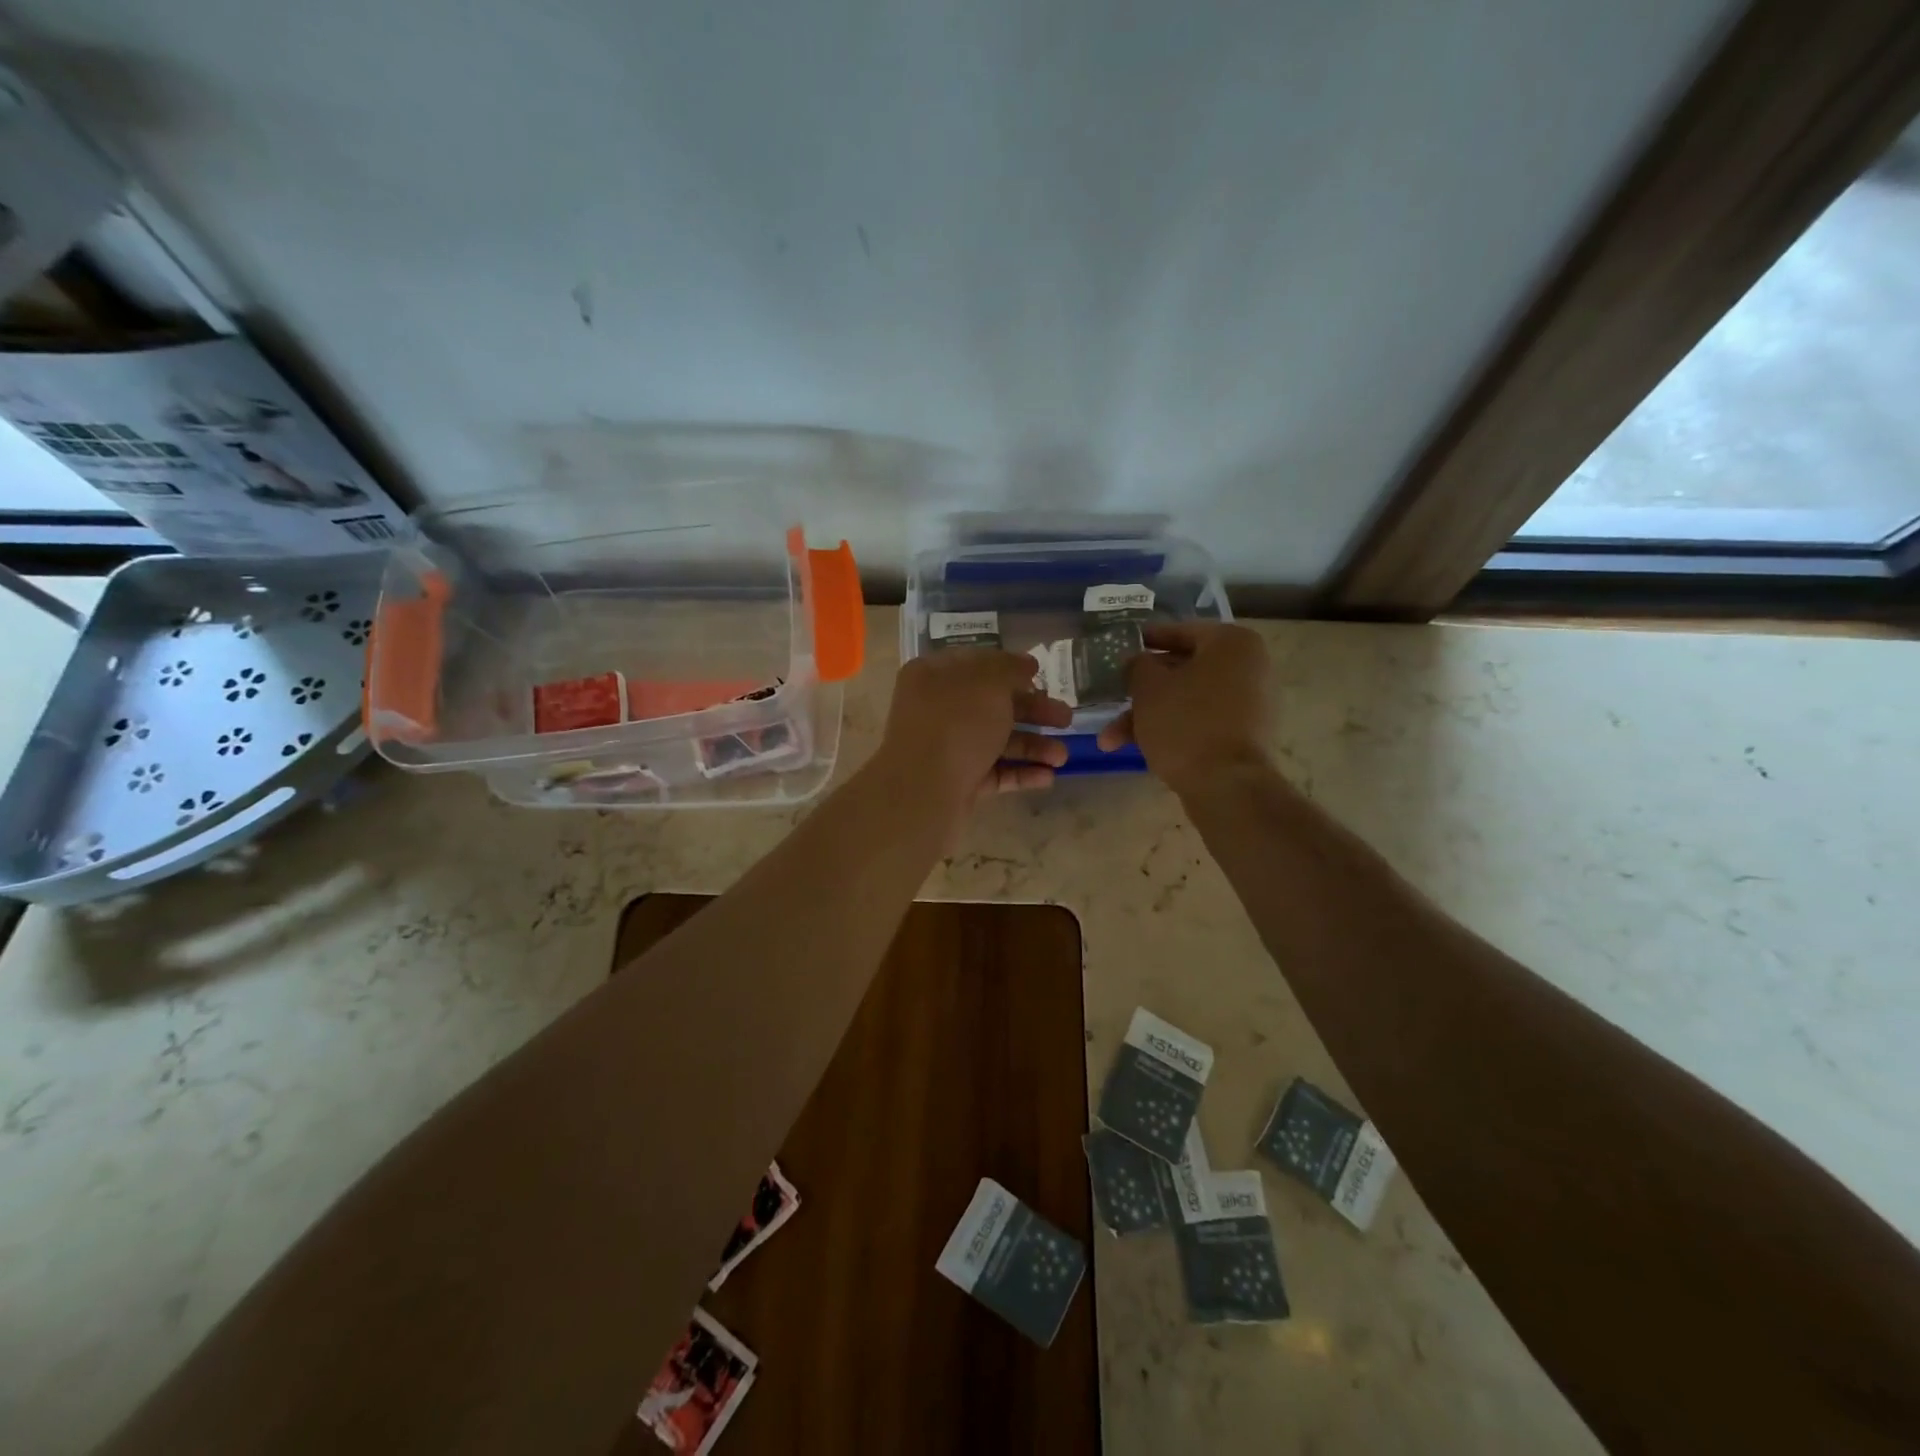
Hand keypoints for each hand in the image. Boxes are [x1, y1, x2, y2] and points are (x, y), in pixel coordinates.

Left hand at [879, 649, 1073, 805]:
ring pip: (996, 741)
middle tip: (1066, 719)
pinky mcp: (956, 782)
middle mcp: (936, 709)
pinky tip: (1047, 776)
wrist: (923, 792)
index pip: (976, 664)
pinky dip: (1020, 772)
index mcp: (933, 676)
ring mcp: (945, 748)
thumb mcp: (988, 682)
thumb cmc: (956, 724)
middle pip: (991, 705)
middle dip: (1032, 711)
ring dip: (1032, 746)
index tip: (1041, 675)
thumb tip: (1026, 664)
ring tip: (1062, 757)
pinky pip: (993, 772)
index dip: (1010, 667)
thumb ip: (1010, 668)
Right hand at [1096, 622, 1272, 794]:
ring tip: (1110, 741)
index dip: (1147, 640)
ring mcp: (1250, 704)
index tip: (1123, 648)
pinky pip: (1201, 721)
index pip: (1181, 631)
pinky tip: (1139, 749)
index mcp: (1232, 643)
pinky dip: (1172, 730)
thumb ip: (1138, 666)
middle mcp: (1249, 667)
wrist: (1226, 785)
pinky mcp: (1244, 735)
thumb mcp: (1148, 687)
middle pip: (1182, 671)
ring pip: (1187, 701)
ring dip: (1148, 717)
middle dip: (1140, 692)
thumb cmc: (1185, 723)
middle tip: (1112, 699)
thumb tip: (1139, 662)